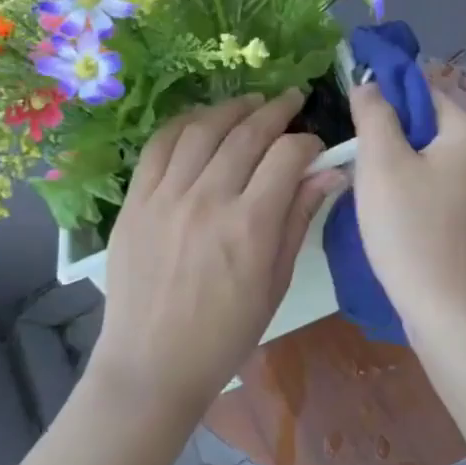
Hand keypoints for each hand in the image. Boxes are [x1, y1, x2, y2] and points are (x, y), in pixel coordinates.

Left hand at [92, 91, 342, 415]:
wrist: (152, 364)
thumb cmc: (226, 333)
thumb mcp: (275, 281)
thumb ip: (299, 219)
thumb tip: (331, 175)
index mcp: (250, 226)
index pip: (287, 156)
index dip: (308, 142)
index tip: (316, 147)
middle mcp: (208, 200)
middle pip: (247, 133)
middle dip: (276, 110)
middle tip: (292, 100)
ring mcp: (166, 197)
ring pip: (203, 130)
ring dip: (232, 108)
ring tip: (251, 102)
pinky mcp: (135, 201)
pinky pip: (159, 146)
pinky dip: (184, 124)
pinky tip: (202, 120)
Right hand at [349, 80, 465, 330]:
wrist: (452, 313)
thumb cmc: (412, 231)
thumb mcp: (381, 164)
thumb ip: (374, 114)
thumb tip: (370, 83)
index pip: (425, 92)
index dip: (387, 100)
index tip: (355, 123)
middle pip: (432, 129)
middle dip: (393, 140)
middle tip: (360, 165)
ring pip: (437, 164)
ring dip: (405, 171)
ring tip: (375, 196)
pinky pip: (446, 194)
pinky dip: (421, 197)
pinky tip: (400, 222)